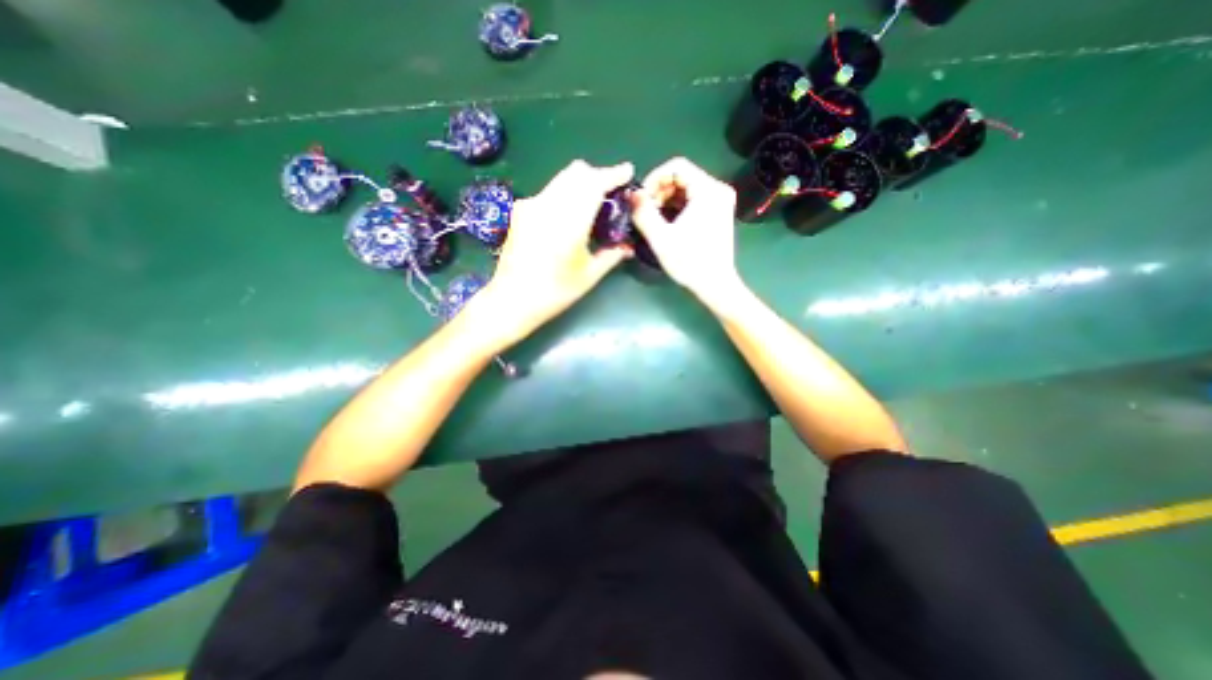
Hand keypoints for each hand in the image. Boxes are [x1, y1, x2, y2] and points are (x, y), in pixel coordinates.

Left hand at [481, 158, 637, 344]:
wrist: (512, 300)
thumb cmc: (554, 292)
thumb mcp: (589, 275)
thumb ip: (612, 255)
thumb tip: (628, 246)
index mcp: (569, 222)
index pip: (594, 184)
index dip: (613, 175)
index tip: (627, 172)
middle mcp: (549, 205)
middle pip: (577, 172)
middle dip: (597, 176)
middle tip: (610, 193)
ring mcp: (531, 205)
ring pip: (561, 179)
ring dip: (580, 183)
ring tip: (591, 204)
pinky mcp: (521, 211)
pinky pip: (549, 191)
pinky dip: (565, 193)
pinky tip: (568, 215)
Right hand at [635, 157, 748, 305]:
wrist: (715, 285)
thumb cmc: (689, 263)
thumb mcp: (661, 238)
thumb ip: (643, 213)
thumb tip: (631, 194)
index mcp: (708, 190)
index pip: (676, 167)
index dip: (654, 179)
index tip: (641, 199)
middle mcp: (718, 190)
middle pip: (682, 176)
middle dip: (659, 191)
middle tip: (646, 211)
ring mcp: (720, 201)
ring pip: (686, 188)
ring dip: (665, 200)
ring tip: (653, 219)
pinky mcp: (718, 212)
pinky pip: (693, 199)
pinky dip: (676, 207)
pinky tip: (666, 222)